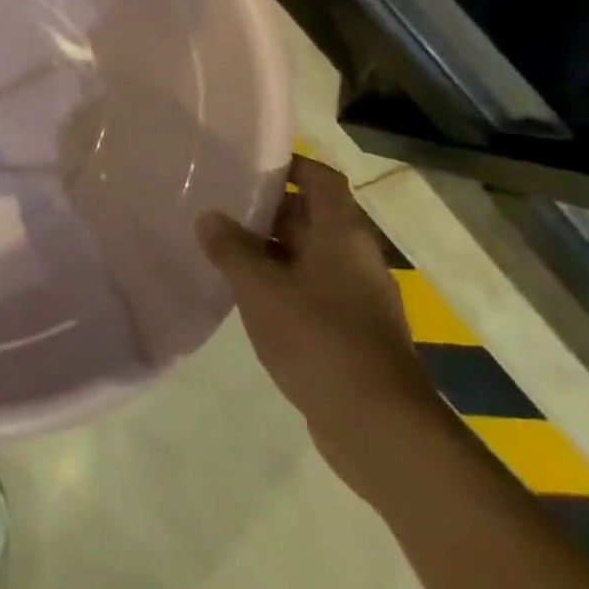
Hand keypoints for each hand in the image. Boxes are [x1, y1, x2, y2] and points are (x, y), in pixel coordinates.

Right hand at [198, 156, 443, 489]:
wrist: (379, 427)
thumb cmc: (319, 338)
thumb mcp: (259, 286)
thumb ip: (230, 247)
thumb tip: (210, 217)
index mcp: (342, 235)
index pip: (321, 179)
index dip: (289, 164)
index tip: (246, 162)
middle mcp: (355, 258)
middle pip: (312, 215)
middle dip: (266, 208)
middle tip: (217, 203)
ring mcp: (356, 297)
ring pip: (307, 255)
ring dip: (268, 249)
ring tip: (220, 247)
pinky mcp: (350, 331)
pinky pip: (309, 289)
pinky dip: (279, 283)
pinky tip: (244, 295)